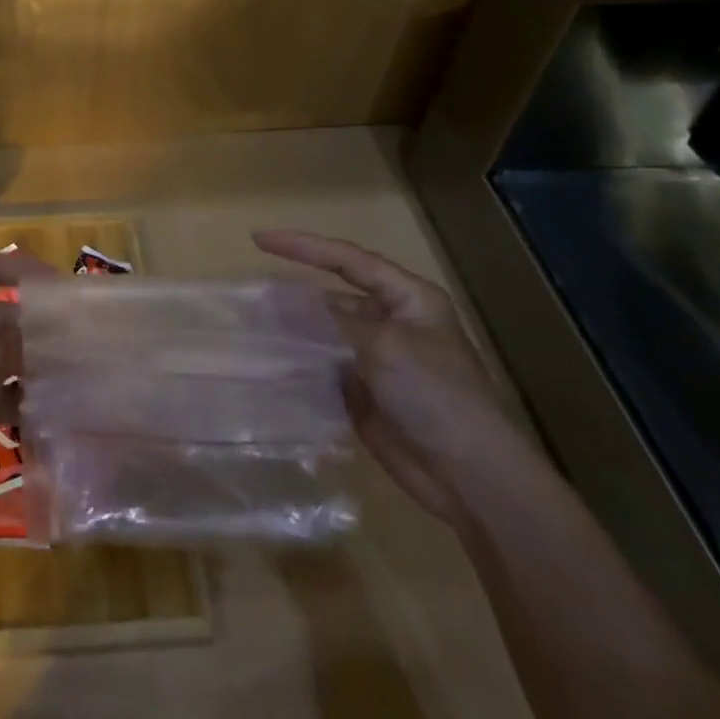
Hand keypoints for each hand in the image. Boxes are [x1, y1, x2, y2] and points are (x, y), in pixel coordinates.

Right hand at [253, 230, 531, 530]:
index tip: (259, 240)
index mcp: (407, 298)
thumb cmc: (436, 395)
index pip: (347, 259)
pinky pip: (322, 367)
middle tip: (249, 292)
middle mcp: (390, 321)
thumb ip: (333, 320)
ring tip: (249, 325)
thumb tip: (286, 301)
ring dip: (292, 330)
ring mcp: (376, 358)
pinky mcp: (363, 392)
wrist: (470, 478)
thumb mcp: (386, 345)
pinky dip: (298, 364)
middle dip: (293, 293)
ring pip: (323, 332)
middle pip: (332, 295)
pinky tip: (267, 363)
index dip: (303, 246)